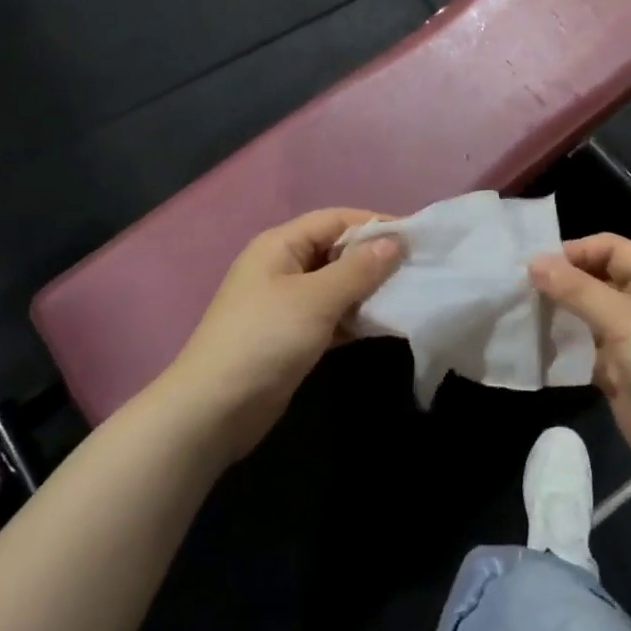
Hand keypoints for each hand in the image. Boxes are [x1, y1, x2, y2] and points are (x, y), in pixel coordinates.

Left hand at [164, 208, 400, 463]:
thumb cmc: (265, 339)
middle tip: (417, 268)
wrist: (213, 411)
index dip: (374, 224)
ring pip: (336, 285)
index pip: (335, 219)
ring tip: (408, 295)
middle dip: (374, 258)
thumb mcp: (316, 299)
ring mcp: (286, 303)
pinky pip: (332, 315)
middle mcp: (283, 266)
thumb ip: (358, 269)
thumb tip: (395, 242)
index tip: (415, 237)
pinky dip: (355, 317)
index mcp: (281, 245)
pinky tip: (384, 324)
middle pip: (336, 250)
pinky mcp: (292, 336)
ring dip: (368, 289)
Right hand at [531, 235, 630, 506]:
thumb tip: (534, 262)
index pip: (611, 249)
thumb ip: (578, 290)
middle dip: (561, 283)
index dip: (576, 251)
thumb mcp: (626, 321)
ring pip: (586, 318)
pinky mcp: (619, 377)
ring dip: (557, 316)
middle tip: (517, 290)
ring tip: (519, 316)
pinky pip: (584, 353)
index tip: (535, 264)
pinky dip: (562, 350)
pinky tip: (533, 349)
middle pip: (596, 281)